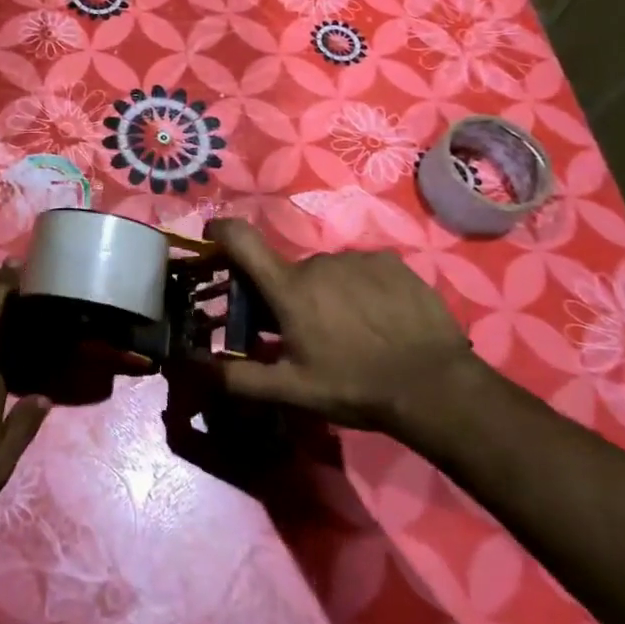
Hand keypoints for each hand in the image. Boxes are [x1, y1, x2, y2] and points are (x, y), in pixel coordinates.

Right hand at [205, 218, 485, 434]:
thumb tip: (189, 368)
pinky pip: (362, 270)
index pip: (240, 239)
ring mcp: (356, 259)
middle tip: (308, 334)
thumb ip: (237, 379)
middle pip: (289, 272)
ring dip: (328, 294)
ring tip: (352, 333)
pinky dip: (362, 290)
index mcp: (288, 289)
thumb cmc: (354, 386)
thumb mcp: (292, 391)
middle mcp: (316, 262)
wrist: (435, 385)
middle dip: (290, 296)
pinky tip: (381, 320)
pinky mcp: (390, 262)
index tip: (213, 240)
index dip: (221, 232)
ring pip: (327, 273)